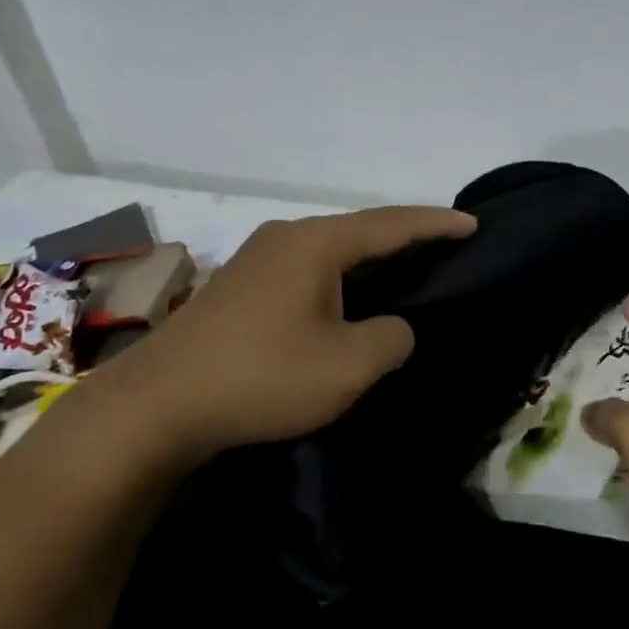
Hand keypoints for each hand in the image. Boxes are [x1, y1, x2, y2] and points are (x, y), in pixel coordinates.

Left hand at [92, 205, 475, 460]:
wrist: (155, 406)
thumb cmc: (261, 376)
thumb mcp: (346, 366)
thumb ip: (390, 339)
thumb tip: (393, 328)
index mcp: (316, 243)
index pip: (391, 225)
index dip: (436, 223)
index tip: (473, 222)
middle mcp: (286, 237)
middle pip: (360, 230)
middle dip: (404, 238)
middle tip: (443, 247)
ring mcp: (256, 259)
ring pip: (330, 251)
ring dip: (368, 261)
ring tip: (403, 271)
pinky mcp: (238, 287)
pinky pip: (305, 270)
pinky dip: (338, 278)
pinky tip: (346, 300)